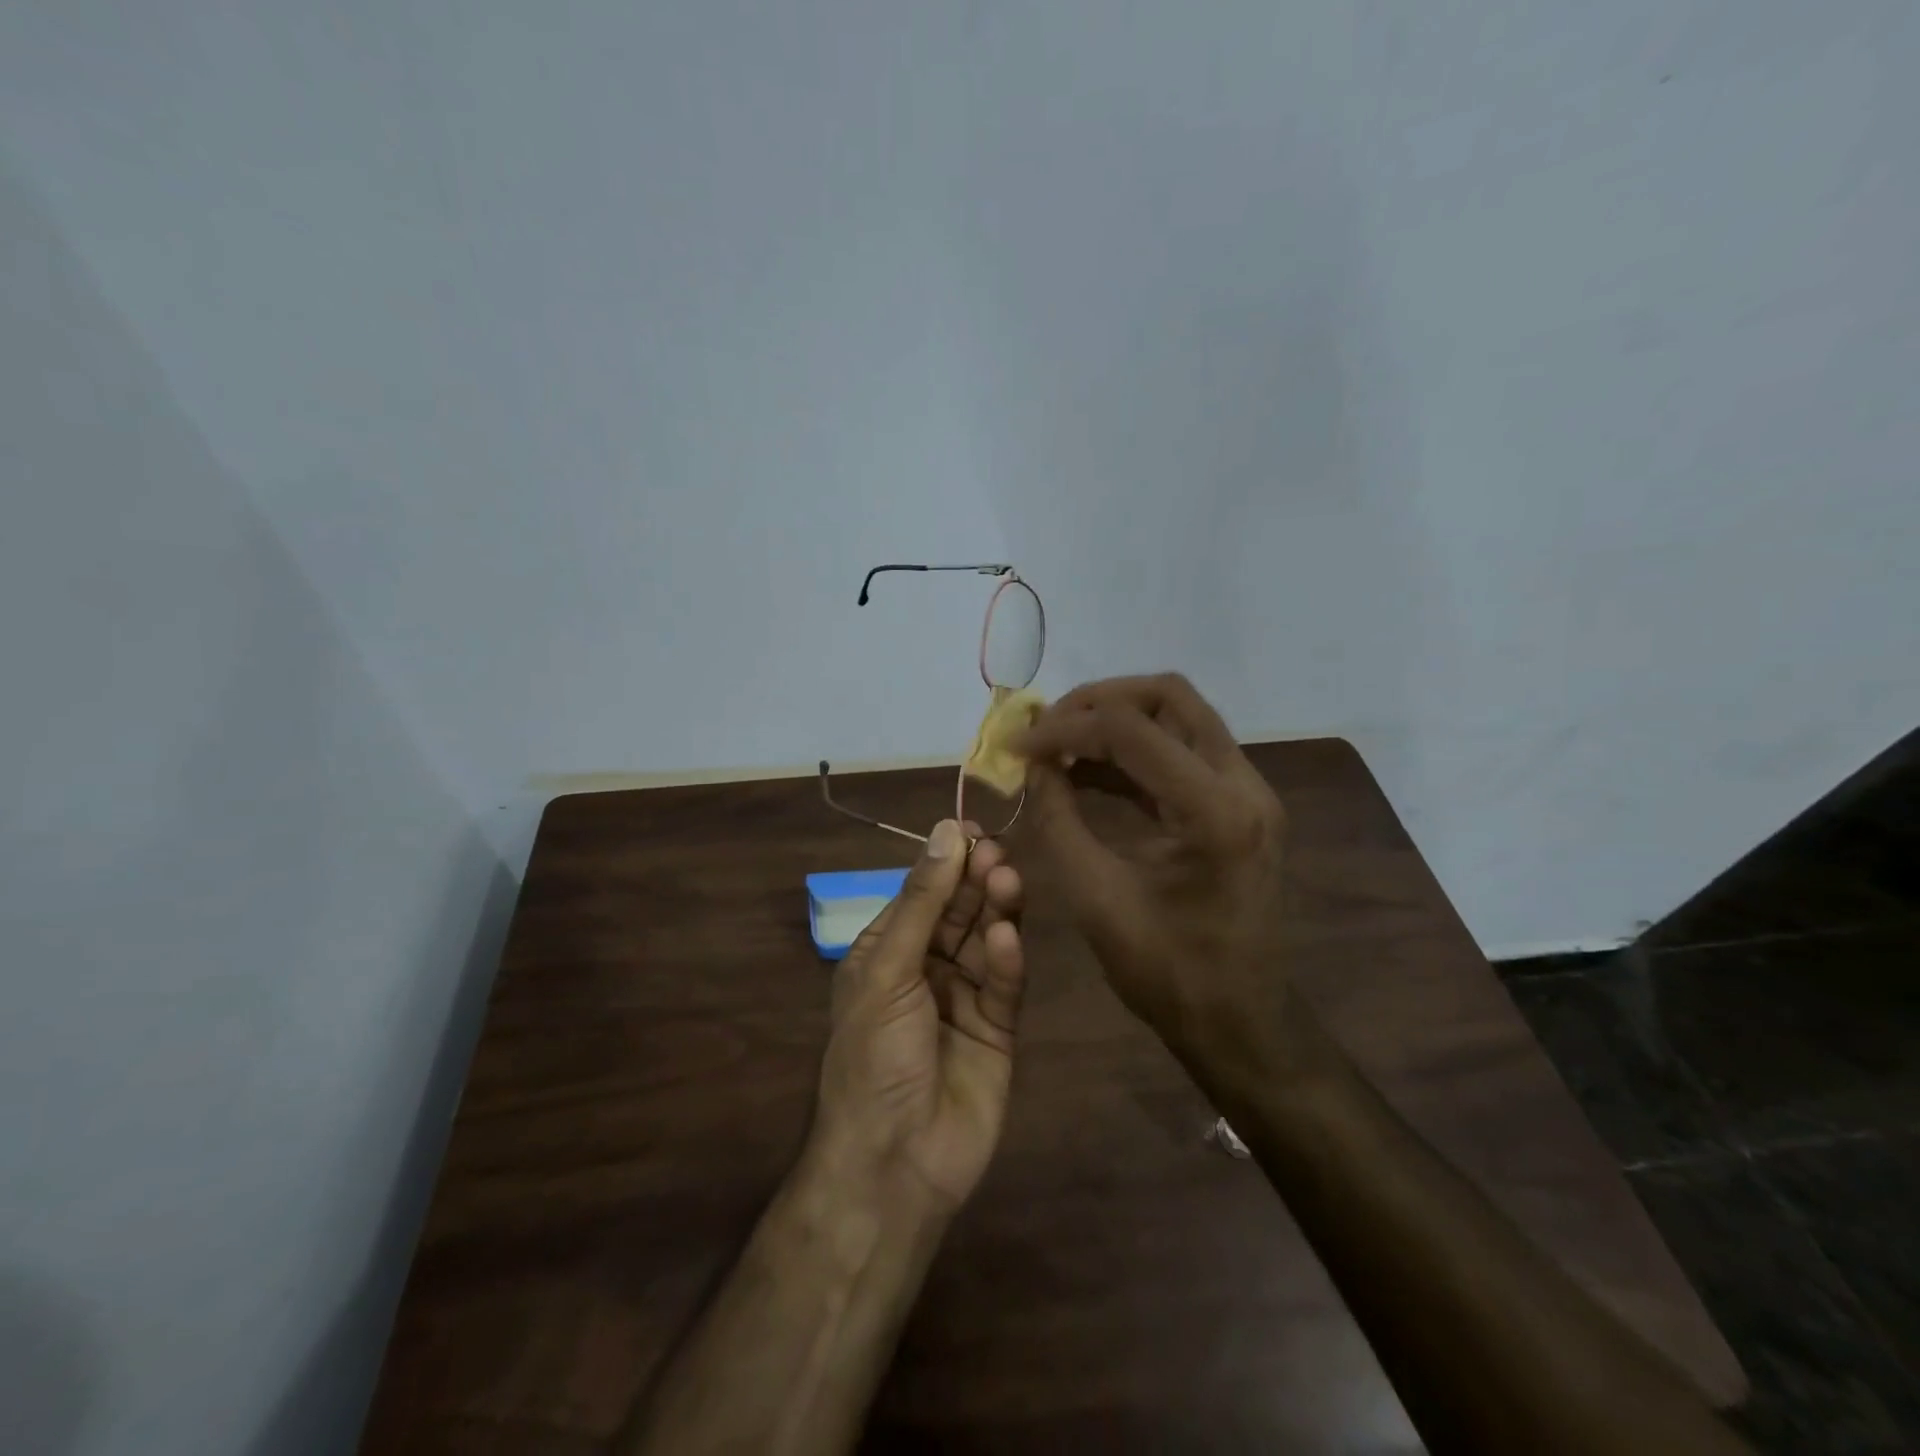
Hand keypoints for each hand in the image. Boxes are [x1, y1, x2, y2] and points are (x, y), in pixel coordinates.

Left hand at [808, 820, 1025, 1212]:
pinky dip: (1009, 961)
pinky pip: (1004, 986)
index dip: (946, 862)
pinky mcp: (997, 1030)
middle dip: (975, 882)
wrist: (894, 1163)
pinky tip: (1009, 939)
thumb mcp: (889, 971)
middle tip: (997, 855)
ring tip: (1007, 882)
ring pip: (986, 941)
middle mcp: (926, 970)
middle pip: (958, 912)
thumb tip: (946, 831)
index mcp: (888, 953)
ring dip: (995, 911)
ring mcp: (964, 999)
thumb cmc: (874, 1057)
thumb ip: (923, 902)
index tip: (974, 831)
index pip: (922, 894)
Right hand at [1014, 674, 1289, 1066]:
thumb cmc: (1167, 974)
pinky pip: (1183, 752)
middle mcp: (1243, 784)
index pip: (1130, 730)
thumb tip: (1034, 765)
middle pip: (1169, 696)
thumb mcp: (1095, 897)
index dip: (1063, 728)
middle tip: (1047, 727)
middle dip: (1098, 701)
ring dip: (1116, 720)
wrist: (1240, 1024)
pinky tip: (1087, 769)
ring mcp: (1248, 792)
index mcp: (1214, 812)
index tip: (1016, 747)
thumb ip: (1058, 819)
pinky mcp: (1239, 805)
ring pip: (1180, 716)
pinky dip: (1133, 750)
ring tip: (1058, 743)